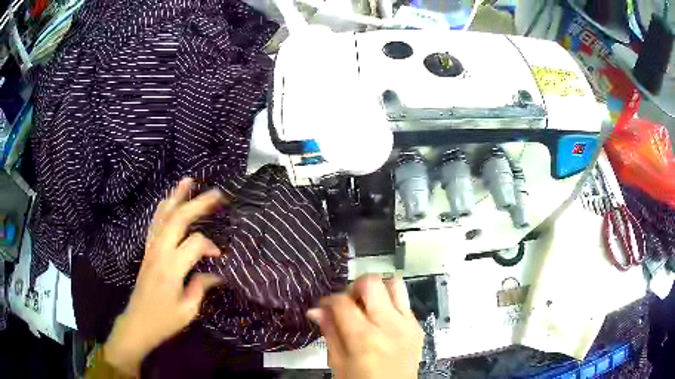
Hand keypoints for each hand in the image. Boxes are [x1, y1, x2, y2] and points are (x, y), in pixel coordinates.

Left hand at [103, 178, 226, 375]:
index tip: (221, 256)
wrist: (137, 323)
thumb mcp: (188, 310)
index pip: (195, 244)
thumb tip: (217, 273)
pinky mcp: (147, 251)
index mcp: (171, 268)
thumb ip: (201, 287)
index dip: (210, 246)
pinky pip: (154, 223)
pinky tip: (168, 201)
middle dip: (198, 204)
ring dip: (176, 197)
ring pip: (163, 216)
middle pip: (178, 219)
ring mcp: (151, 249)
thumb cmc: (163, 320)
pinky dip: (163, 208)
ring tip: (188, 181)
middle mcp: (159, 252)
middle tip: (216, 194)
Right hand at [308, 275, 423, 378]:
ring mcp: (407, 324)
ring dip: (377, 291)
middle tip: (349, 303)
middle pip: (371, 282)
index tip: (324, 307)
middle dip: (354, 287)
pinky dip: (390, 304)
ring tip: (368, 307)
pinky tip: (382, 321)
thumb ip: (330, 332)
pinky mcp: (418, 327)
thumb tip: (316, 310)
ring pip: (394, 284)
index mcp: (363, 337)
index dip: (328, 300)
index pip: (341, 301)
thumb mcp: (337, 362)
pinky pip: (405, 302)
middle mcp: (389, 324)